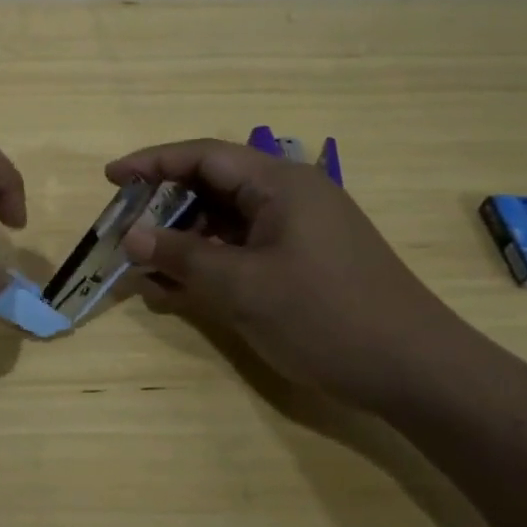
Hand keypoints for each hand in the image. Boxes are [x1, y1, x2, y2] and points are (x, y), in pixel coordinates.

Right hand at [107, 139, 478, 410]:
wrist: (417, 371)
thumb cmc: (326, 317)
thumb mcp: (242, 287)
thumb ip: (181, 256)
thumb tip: (130, 236)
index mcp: (280, 183)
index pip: (203, 156)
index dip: (152, 162)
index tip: (109, 178)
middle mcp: (291, 195)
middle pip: (214, 185)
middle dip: (164, 206)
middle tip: (124, 229)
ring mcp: (301, 229)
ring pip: (227, 220)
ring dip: (185, 239)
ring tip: (145, 264)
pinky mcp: (306, 260)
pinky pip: (245, 248)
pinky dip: (212, 261)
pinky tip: (181, 287)